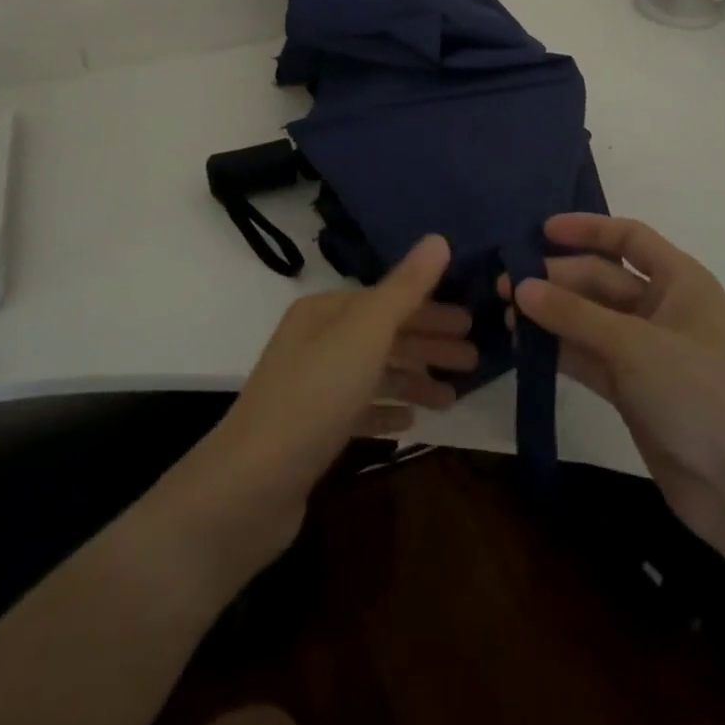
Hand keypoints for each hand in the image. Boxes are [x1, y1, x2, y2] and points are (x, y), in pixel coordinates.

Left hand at [170, 235, 472, 573]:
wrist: (250, 485)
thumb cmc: (316, 396)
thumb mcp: (367, 333)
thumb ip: (406, 288)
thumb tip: (439, 239)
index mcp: (325, 311)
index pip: (388, 299)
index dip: (431, 309)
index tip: (471, 323)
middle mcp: (316, 341)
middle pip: (383, 335)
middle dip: (428, 345)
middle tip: (473, 360)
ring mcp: (311, 387)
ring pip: (374, 374)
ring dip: (414, 381)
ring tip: (452, 398)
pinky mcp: (312, 431)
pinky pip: (359, 411)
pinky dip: (386, 412)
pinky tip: (409, 424)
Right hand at [502, 214, 724, 548]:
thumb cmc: (699, 392)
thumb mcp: (634, 345)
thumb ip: (574, 314)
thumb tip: (519, 286)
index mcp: (680, 281)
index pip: (629, 239)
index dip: (587, 229)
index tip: (542, 231)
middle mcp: (662, 309)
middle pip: (601, 280)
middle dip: (557, 279)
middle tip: (506, 284)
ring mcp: (646, 351)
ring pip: (590, 319)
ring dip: (552, 315)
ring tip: (506, 315)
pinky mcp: (632, 389)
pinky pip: (589, 356)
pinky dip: (559, 349)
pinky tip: (524, 347)